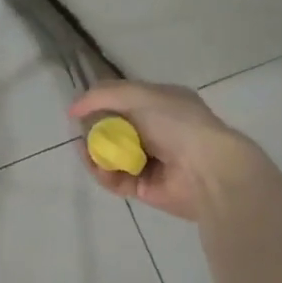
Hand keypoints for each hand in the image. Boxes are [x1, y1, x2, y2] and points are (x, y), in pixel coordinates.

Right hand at [68, 82, 268, 220]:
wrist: (208, 170)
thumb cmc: (177, 124)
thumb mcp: (139, 95)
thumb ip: (103, 95)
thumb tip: (73, 108)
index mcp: (161, 103)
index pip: (123, 100)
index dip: (99, 104)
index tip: (79, 110)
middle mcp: (156, 130)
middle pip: (113, 128)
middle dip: (94, 131)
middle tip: (83, 135)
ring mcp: (150, 160)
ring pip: (111, 155)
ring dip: (96, 154)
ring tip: (89, 154)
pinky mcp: (145, 187)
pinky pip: (116, 179)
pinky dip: (105, 175)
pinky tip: (101, 170)